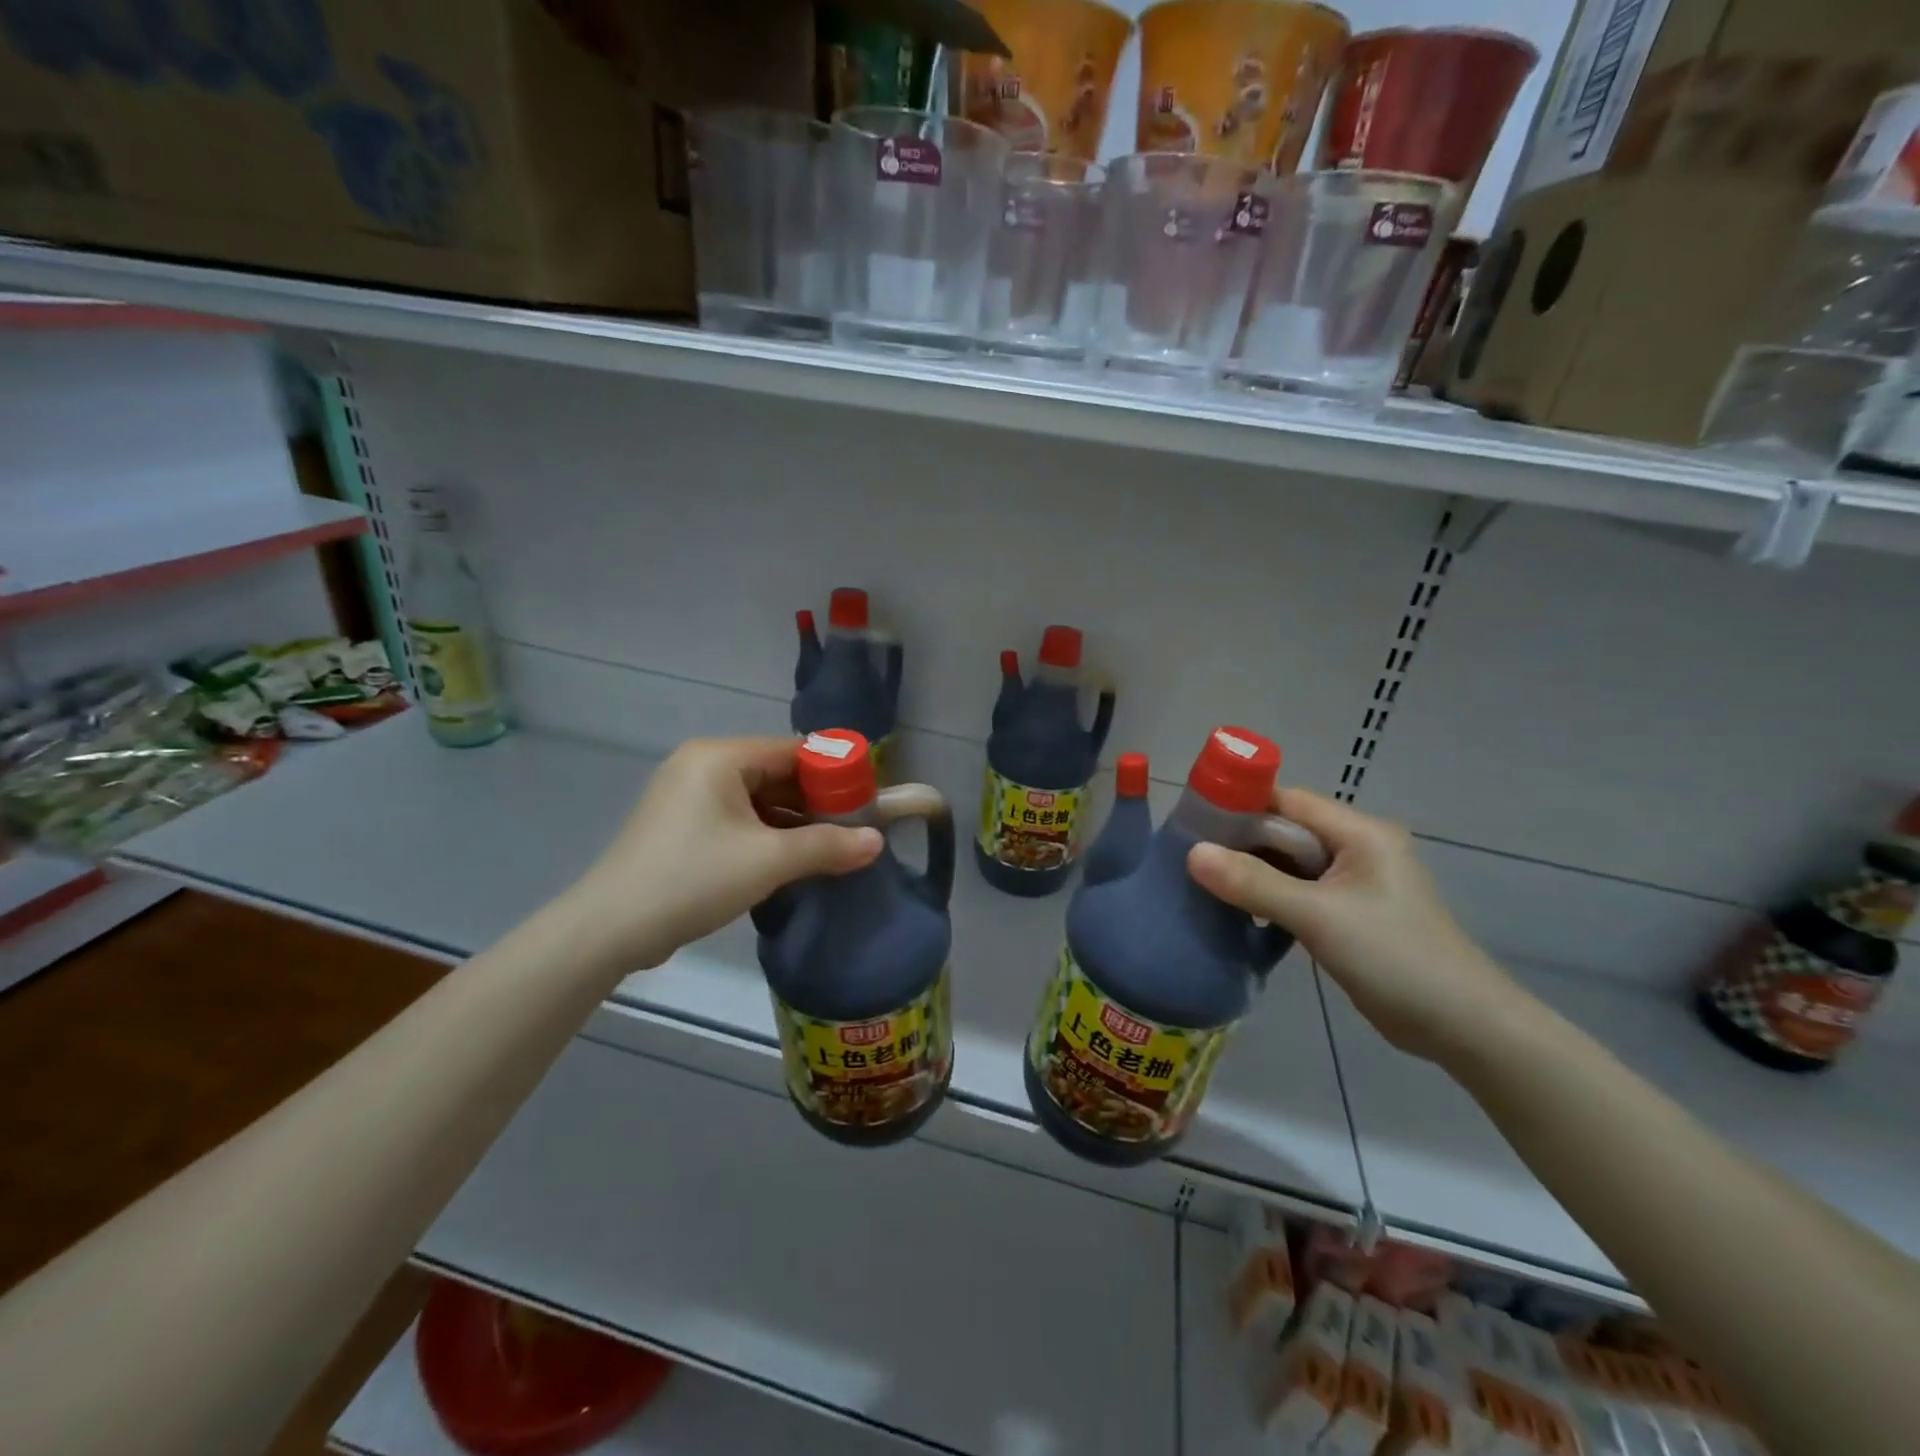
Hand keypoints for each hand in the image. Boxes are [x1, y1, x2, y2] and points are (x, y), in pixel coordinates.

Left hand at [567, 737, 882, 970]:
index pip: (793, 750)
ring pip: (758, 799)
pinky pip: (738, 819)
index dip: (835, 772)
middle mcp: (702, 766)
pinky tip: (796, 857)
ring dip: (795, 821)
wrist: (609, 929)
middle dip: (817, 801)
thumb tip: (877, 842)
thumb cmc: (693, 879)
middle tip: (857, 826)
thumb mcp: (769, 861)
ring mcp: (688, 796)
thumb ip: (828, 846)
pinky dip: (768, 834)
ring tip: (835, 845)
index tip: (868, 797)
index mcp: (720, 757)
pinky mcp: (682, 826)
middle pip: (776, 773)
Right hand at [1186, 789, 1522, 1065]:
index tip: (1192, 820)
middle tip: (1190, 855)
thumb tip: (1192, 854)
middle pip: (1286, 830)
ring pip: (1290, 863)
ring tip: (1204, 881)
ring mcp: (1356, 882)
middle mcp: (1358, 848)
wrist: (1463, 1028)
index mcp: (1360, 833)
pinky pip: (1300, 890)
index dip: (1240, 805)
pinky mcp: (1351, 913)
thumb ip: (1254, 883)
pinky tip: (1240, 910)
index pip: (1287, 801)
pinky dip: (1270, 895)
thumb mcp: (1318, 917)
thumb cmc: (1395, 958)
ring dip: (1253, 871)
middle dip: (1240, 841)